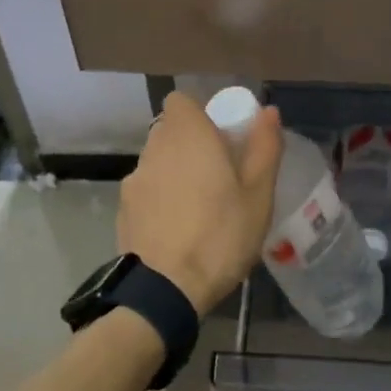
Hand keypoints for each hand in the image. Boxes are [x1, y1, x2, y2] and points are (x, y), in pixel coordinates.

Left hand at [119, 91, 283, 313]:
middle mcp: (155, 149)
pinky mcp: (123, 210)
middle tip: (218, 175)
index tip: (222, 138)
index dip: (201, 114)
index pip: (180, 101)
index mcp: (188, 136)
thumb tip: (268, 111)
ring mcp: (134, 180)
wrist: (165, 289)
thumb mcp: (258, 194)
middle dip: (191, 144)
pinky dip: (159, 199)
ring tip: (198, 206)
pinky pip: (145, 190)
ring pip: (157, 161)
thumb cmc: (220, 236)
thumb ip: (264, 147)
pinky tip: (177, 228)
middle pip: (170, 131)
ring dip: (175, 172)